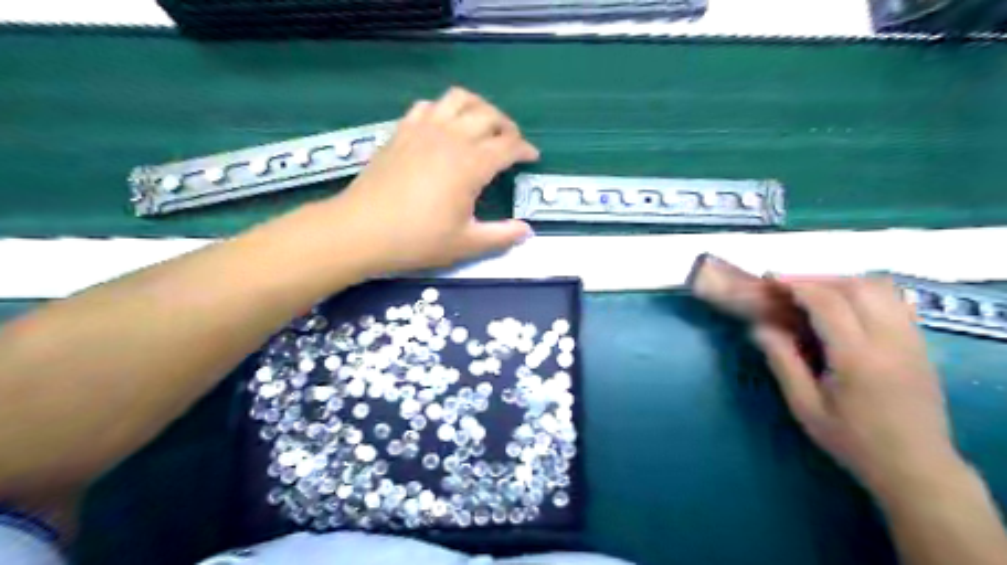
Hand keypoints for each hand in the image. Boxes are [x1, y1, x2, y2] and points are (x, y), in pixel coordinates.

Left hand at [333, 86, 537, 274]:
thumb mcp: (466, 244)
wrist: (361, 230)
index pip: (508, 146)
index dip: (525, 150)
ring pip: (460, 99)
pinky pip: (429, 105)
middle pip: (489, 115)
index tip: (532, 157)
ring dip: (479, 108)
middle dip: (507, 127)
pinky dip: (445, 110)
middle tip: (511, 144)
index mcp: (471, 165)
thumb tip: (527, 231)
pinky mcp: (402, 130)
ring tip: (483, 126)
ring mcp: (424, 129)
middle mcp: (451, 138)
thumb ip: (501, 236)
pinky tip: (445, 127)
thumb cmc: (417, 240)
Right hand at [751, 277, 962, 500]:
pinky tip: (845, 305)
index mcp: (858, 358)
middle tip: (789, 285)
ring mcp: (911, 341)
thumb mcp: (805, 407)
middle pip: (858, 287)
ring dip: (843, 282)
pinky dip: (865, 292)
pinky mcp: (920, 345)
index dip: (798, 286)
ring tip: (814, 291)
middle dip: (819, 279)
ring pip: (882, 289)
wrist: (916, 467)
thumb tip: (759, 328)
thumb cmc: (852, 440)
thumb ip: (783, 362)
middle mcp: (890, 341)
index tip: (772, 282)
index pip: (829, 303)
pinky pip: (895, 302)